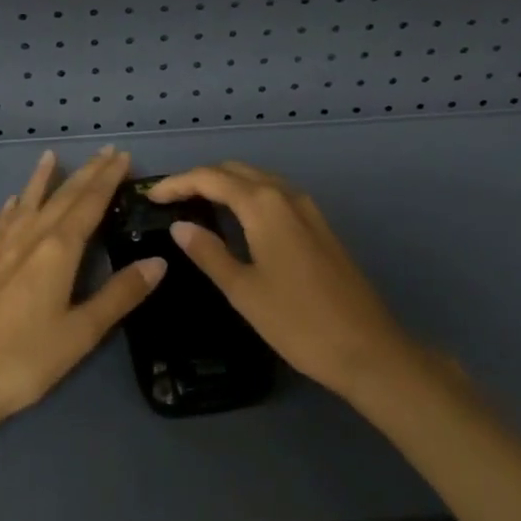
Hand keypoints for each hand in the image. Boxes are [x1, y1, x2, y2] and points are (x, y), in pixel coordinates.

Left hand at [0, 146, 163, 430]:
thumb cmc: (27, 359)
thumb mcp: (82, 332)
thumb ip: (120, 295)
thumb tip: (158, 262)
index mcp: (58, 250)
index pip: (89, 204)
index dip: (107, 179)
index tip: (122, 156)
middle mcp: (31, 239)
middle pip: (62, 197)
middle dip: (86, 173)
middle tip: (105, 151)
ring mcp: (2, 250)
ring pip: (28, 203)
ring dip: (42, 179)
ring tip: (51, 156)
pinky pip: (1, 225)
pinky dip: (10, 209)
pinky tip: (11, 203)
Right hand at [146, 161, 414, 400]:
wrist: (368, 350)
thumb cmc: (298, 322)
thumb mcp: (243, 290)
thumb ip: (209, 253)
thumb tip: (179, 226)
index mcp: (263, 205)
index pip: (210, 178)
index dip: (177, 183)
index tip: (151, 197)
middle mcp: (285, 195)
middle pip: (234, 170)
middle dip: (200, 178)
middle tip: (171, 199)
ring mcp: (307, 208)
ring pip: (257, 179)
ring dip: (225, 184)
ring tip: (197, 205)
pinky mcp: (318, 225)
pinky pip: (274, 194)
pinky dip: (247, 195)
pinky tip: (237, 220)